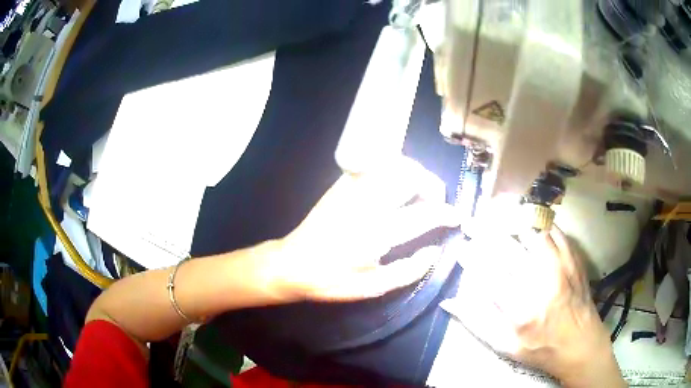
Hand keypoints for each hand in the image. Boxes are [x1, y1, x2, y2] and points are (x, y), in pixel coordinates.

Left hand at [266, 156, 459, 300]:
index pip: (423, 214)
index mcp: (377, 233)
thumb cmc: (332, 280)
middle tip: (436, 203)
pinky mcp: (342, 183)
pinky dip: (395, 169)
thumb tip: (435, 250)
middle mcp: (368, 204)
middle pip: (411, 176)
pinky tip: (396, 187)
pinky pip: (377, 165)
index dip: (446, 213)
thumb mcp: (373, 287)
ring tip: (419, 193)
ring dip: (415, 174)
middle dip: (432, 186)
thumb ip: (409, 270)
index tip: (457, 216)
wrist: (292, 263)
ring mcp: (353, 189)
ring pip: (395, 164)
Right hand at [443, 201, 623, 386]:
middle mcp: (542, 282)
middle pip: (508, 248)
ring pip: (531, 230)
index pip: (489, 274)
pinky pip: (553, 229)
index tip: (460, 247)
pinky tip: (526, 220)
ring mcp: (561, 265)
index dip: (471, 256)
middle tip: (470, 223)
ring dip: (510, 220)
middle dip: (484, 231)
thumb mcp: (505, 347)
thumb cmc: (541, 349)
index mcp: (521, 310)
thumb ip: (477, 322)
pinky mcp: (573, 257)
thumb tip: (449, 301)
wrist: (581, 343)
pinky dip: (536, 221)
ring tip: (495, 215)